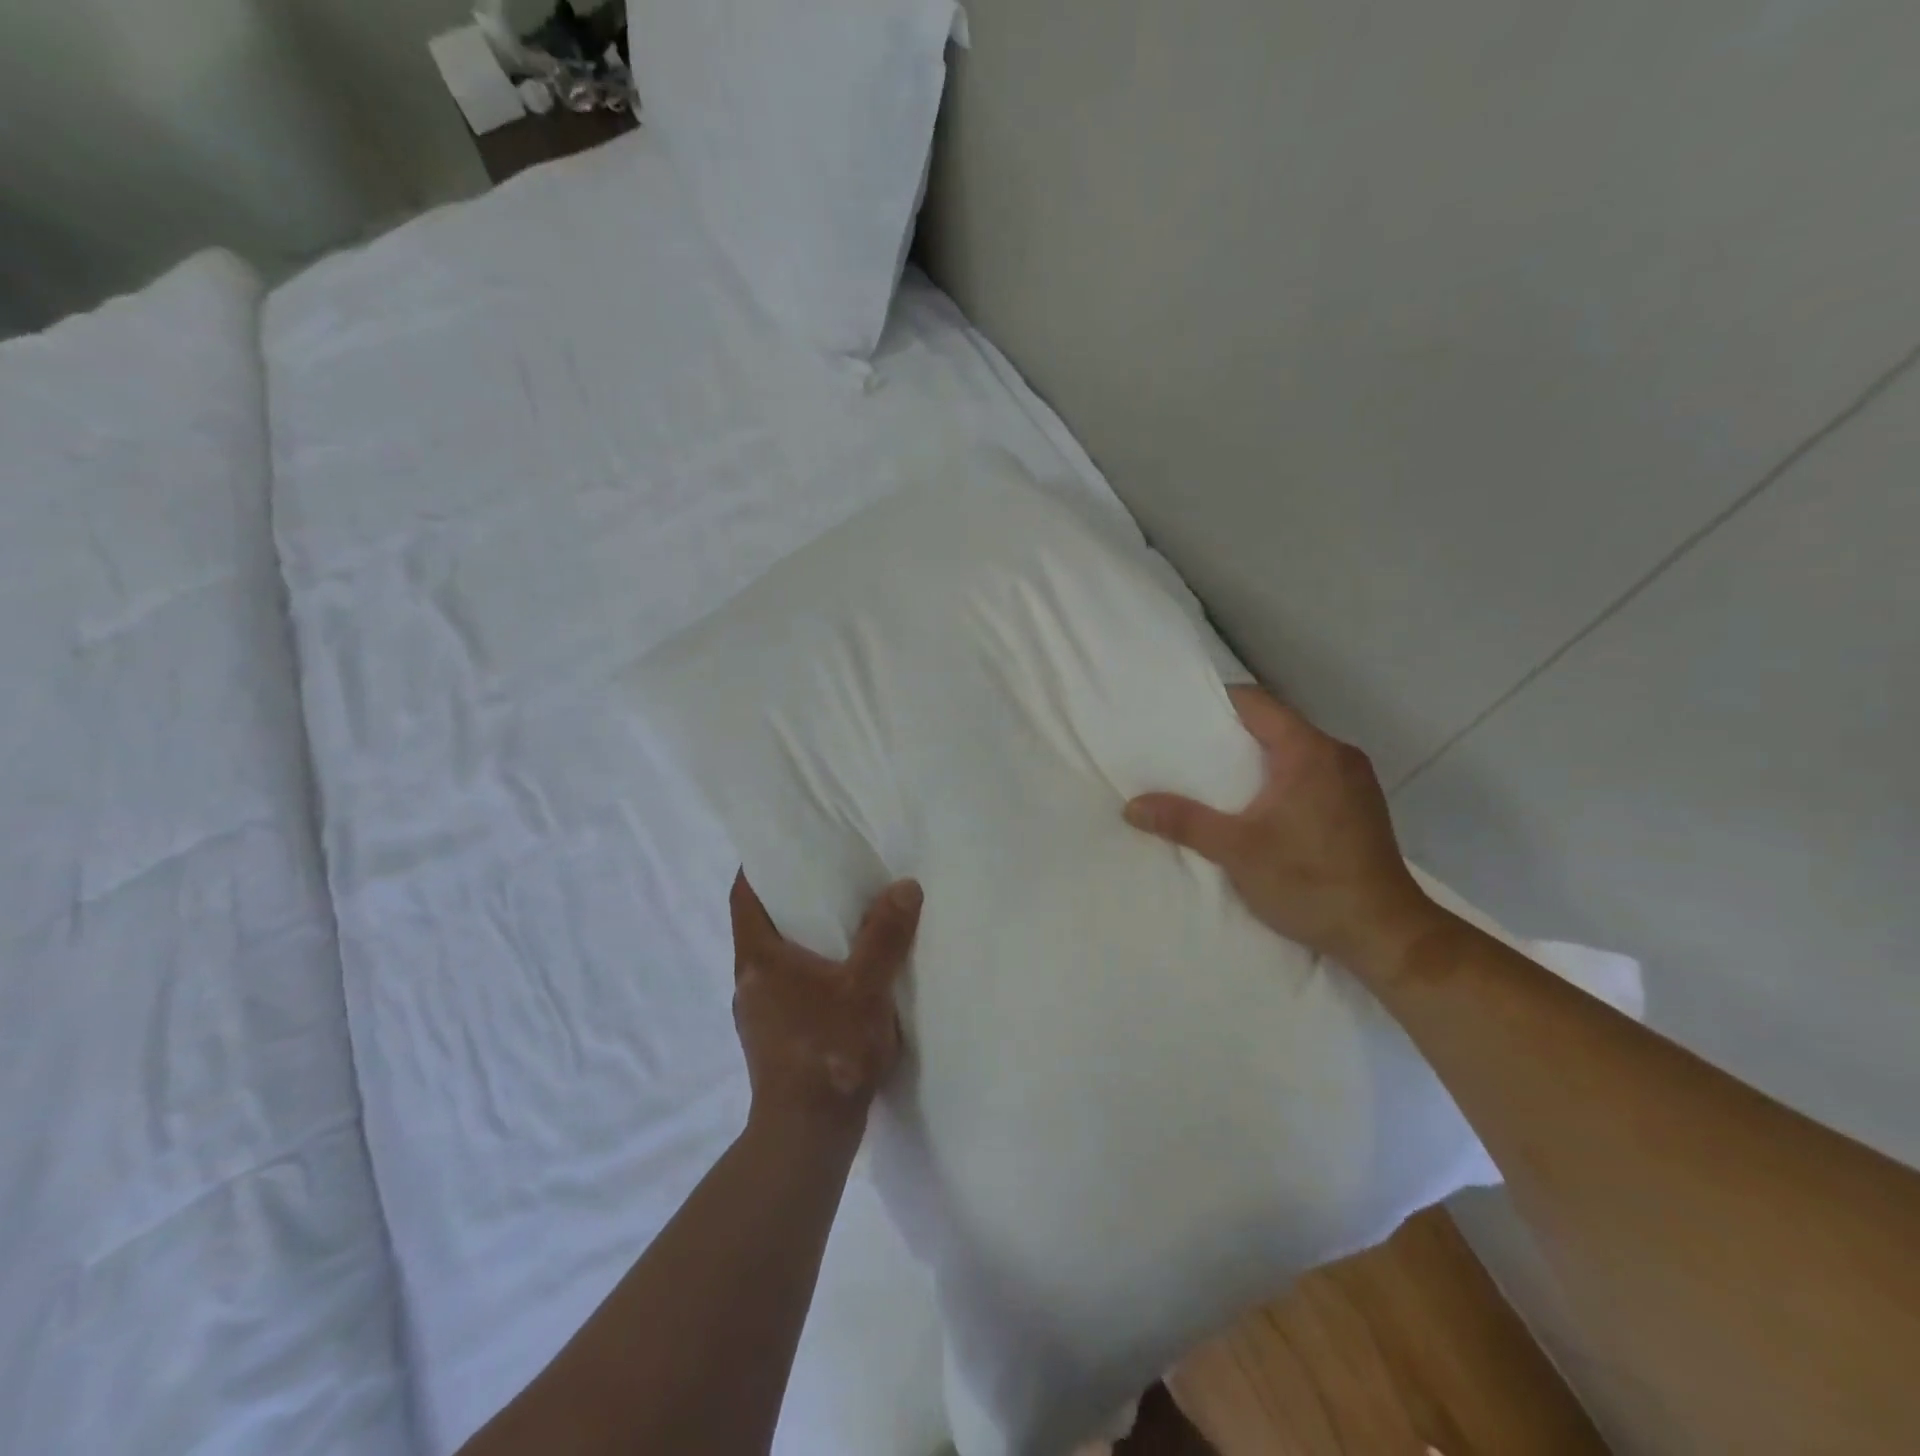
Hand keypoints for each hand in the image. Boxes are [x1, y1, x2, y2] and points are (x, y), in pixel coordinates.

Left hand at [729, 871, 922, 1128]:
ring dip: (799, 940)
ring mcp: (756, 1014)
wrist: (806, 1134)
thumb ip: (885, 936)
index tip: (782, 847)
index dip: (758, 868)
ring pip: (773, 960)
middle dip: (788, 901)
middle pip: (759, 926)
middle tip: (826, 879)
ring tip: (839, 925)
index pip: (744, 897)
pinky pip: (785, 988)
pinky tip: (840, 979)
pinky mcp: (771, 1039)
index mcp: (759, 959)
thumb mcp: (866, 987)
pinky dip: (806, 972)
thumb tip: (904, 887)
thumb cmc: (829, 1049)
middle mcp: (749, 981)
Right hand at [1124, 687, 1440, 976]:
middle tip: (1187, 750)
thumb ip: (1184, 822)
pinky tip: (1259, 805)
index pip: (1256, 703)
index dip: (1216, 703)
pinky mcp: (1361, 805)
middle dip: (1231, 734)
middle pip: (1275, 724)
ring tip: (1216, 779)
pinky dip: (1281, 777)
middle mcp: (1337, 754)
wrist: (1384, 933)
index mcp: (1308, 751)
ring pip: (1294, 750)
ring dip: (1258, 758)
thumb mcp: (1236, 851)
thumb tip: (1132, 806)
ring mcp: (1355, 779)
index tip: (1180, 716)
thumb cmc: (1309, 882)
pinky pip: (1311, 772)